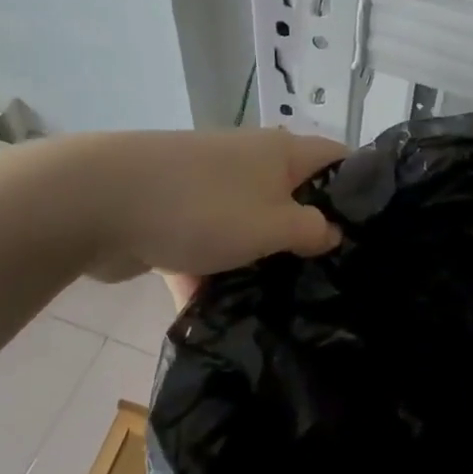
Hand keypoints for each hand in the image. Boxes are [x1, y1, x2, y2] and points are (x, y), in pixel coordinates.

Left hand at [84, 130, 347, 297]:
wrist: (98, 201)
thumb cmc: (204, 207)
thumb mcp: (274, 225)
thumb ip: (312, 230)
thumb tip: (332, 231)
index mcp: (280, 154)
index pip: (337, 159)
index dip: (360, 189)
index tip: (374, 234)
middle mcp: (248, 163)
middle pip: (293, 197)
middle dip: (309, 237)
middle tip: (330, 280)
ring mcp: (208, 188)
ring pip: (248, 227)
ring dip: (258, 262)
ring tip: (281, 308)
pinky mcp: (174, 215)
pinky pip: (205, 247)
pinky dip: (210, 275)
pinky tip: (219, 319)